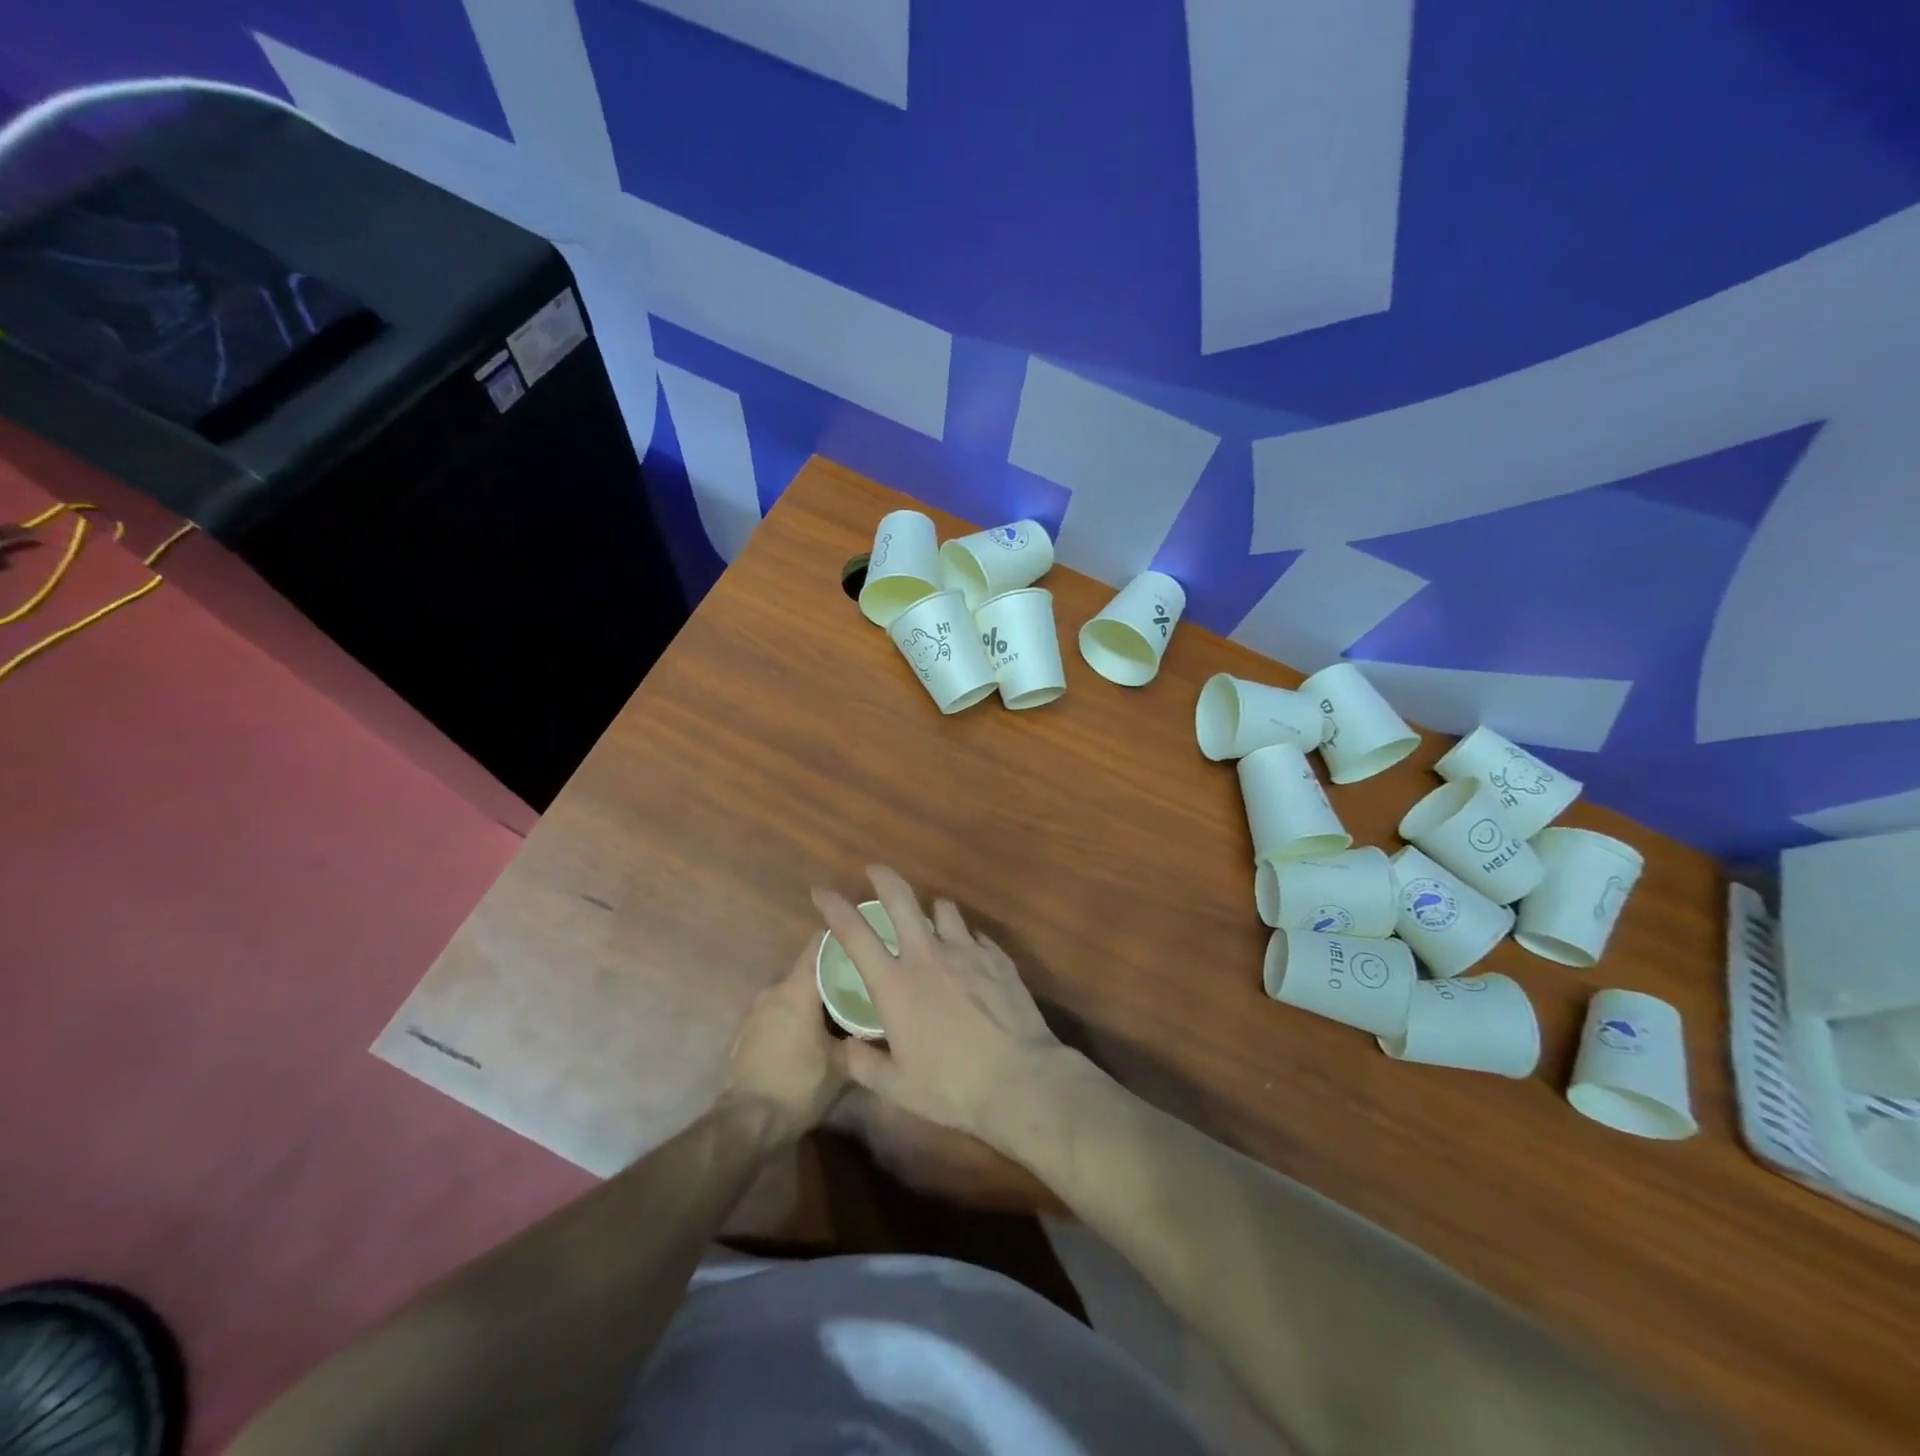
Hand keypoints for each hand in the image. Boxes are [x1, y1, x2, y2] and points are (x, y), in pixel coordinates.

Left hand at [720, 938, 846, 1140]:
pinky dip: (795, 1016)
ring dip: (813, 998)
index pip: (819, 945)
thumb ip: (861, 1037)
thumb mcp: (843, 1065)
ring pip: (792, 993)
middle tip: (860, 983)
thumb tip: (879, 1025)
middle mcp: (774, 991)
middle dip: (833, 974)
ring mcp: (756, 1012)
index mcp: (797, 989)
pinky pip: (778, 1012)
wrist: (746, 1123)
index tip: (864, 940)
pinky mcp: (747, 1033)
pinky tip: (812, 1035)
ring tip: (839, 1011)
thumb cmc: (798, 1085)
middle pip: (807, 970)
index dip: (842, 939)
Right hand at [811, 866, 1069, 1149]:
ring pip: (944, 909)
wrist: (1020, 1079)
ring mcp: (967, 951)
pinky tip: (968, 954)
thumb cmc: (951, 1086)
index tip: (822, 891)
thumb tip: (842, 1048)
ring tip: (929, 919)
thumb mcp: (897, 1087)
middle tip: (875, 870)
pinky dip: (965, 938)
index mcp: (895, 984)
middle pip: (901, 899)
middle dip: (884, 878)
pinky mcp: (998, 958)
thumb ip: (862, 1064)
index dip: (834, 907)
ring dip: (931, 910)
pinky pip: (975, 935)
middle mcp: (928, 955)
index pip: (855, 933)